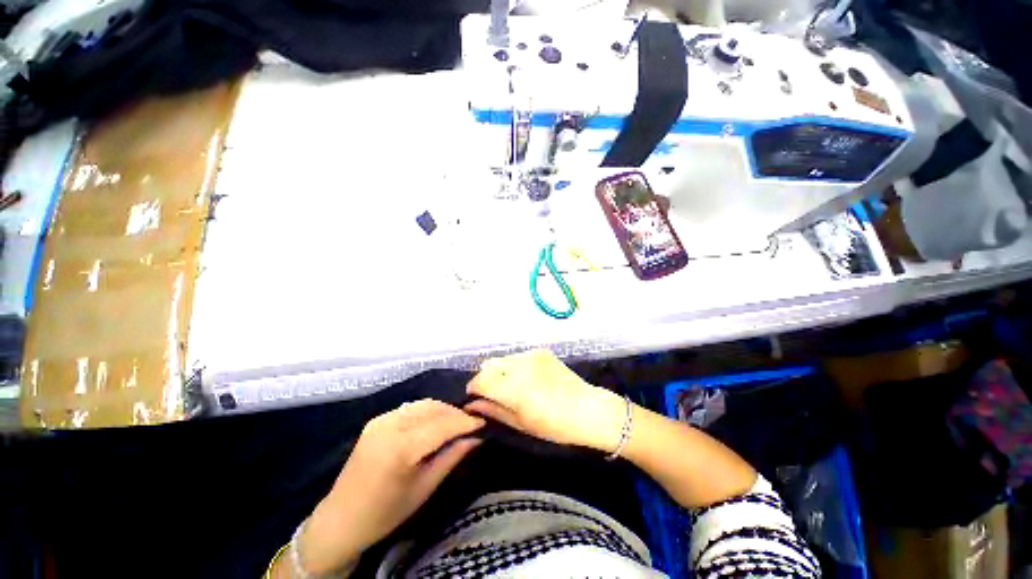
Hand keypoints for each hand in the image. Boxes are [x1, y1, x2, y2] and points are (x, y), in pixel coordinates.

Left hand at [300, 400, 483, 574]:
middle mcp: (390, 425)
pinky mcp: (377, 420)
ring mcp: (381, 420)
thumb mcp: (425, 488)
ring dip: (443, 410)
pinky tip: (434, 423)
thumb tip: (477, 437)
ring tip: (456, 423)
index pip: (443, 424)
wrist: (340, 519)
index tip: (484, 422)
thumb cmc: (386, 512)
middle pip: (434, 408)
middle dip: (456, 413)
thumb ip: (452, 457)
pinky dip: (427, 411)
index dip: (466, 421)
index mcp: (401, 447)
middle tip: (472, 424)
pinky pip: (410, 408)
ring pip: (423, 404)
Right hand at [465, 349, 624, 451]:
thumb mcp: (521, 423)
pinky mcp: (541, 351)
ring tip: (512, 386)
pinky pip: (518, 356)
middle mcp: (519, 365)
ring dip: (500, 371)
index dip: (474, 388)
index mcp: (513, 387)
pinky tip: (528, 379)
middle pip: (489, 364)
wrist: (588, 409)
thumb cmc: (554, 425)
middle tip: (493, 393)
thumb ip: (493, 409)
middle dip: (486, 378)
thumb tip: (472, 404)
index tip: (475, 398)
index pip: (480, 380)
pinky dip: (515, 366)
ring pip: (503, 359)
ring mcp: (531, 355)